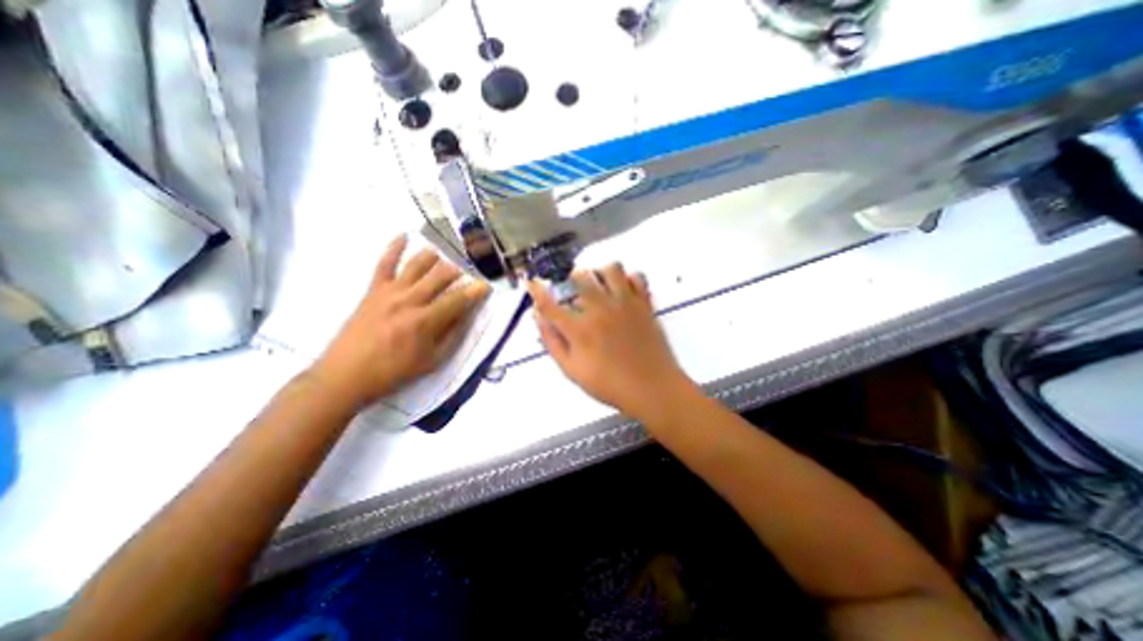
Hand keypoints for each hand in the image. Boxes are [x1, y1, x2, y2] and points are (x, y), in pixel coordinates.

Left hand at [312, 235, 488, 411]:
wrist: (345, 374)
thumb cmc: (394, 371)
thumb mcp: (432, 361)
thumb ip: (452, 335)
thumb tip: (466, 314)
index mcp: (426, 321)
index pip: (459, 299)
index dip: (476, 291)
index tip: (487, 286)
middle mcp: (410, 300)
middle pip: (440, 276)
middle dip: (458, 272)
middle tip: (465, 276)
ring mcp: (390, 292)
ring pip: (417, 264)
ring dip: (434, 258)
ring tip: (443, 257)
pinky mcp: (373, 290)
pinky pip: (384, 263)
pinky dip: (394, 247)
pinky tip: (403, 235)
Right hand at [528, 264, 695, 422]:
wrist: (653, 388)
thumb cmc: (610, 385)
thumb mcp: (573, 371)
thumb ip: (553, 343)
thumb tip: (538, 318)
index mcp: (580, 329)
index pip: (550, 304)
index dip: (536, 290)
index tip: (531, 282)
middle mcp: (601, 309)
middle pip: (581, 276)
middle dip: (571, 279)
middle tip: (574, 290)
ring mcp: (626, 304)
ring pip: (611, 268)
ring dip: (600, 273)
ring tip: (600, 287)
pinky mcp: (644, 304)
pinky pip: (637, 277)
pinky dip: (628, 279)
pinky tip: (623, 292)